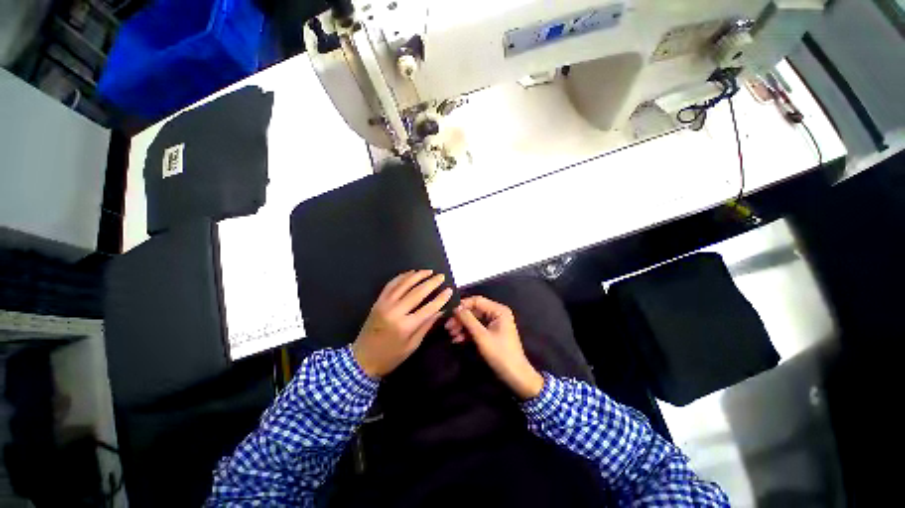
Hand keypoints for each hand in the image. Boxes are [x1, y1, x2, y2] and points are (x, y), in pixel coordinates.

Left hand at [352, 270, 452, 378]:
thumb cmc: (390, 356)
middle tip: (441, 276)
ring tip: (429, 271)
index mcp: (405, 326)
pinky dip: (402, 277)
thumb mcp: (412, 345)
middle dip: (431, 283)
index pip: (428, 308)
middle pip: (417, 292)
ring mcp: (385, 304)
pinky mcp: (378, 301)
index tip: (449, 290)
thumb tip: (440, 310)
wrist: (362, 359)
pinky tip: (411, 273)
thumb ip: (426, 325)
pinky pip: (391, 284)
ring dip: (418, 275)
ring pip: (404, 284)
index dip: (440, 298)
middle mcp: (395, 311)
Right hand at [445, 296, 543, 399]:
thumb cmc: (500, 354)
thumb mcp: (482, 336)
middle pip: (474, 310)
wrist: (515, 376)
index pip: (477, 301)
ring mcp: (494, 323)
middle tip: (448, 327)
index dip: (462, 305)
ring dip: (462, 326)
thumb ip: (468, 320)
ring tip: (451, 335)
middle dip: (461, 318)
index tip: (449, 313)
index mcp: (498, 310)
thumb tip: (456, 308)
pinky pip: (476, 328)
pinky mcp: (491, 333)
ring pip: (474, 320)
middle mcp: (497, 313)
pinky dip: (467, 333)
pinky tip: (457, 339)